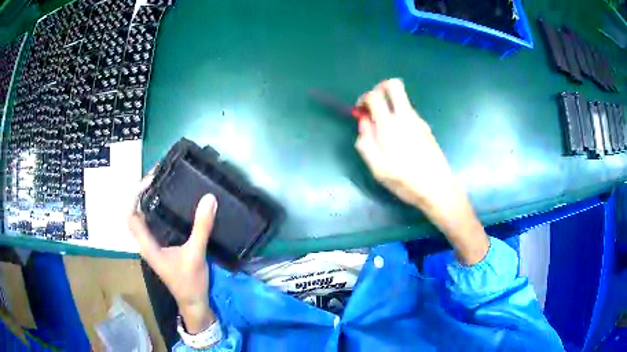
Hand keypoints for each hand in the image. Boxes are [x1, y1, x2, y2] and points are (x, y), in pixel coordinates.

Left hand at [127, 168, 216, 332]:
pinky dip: (156, 209)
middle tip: (158, 176)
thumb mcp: (196, 254)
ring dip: (148, 199)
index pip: (130, 214)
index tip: (150, 179)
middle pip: (134, 212)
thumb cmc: (189, 282)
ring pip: (142, 217)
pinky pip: (152, 222)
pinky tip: (169, 203)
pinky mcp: (159, 246)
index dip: (135, 194)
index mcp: (147, 245)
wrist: (193, 302)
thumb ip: (201, 227)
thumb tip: (209, 198)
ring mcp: (151, 244)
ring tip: (162, 184)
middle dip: (141, 192)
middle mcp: (145, 242)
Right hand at [355, 78, 454, 209]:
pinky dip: (400, 118)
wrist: (438, 188)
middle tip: (374, 105)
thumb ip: (365, 142)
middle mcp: (406, 116)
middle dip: (380, 88)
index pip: (374, 95)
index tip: (360, 111)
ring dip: (391, 107)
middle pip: (394, 85)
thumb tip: (363, 122)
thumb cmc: (405, 180)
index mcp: (390, 125)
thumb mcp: (377, 167)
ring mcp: (419, 121)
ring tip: (387, 132)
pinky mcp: (426, 128)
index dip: (363, 98)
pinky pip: (409, 114)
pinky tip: (401, 141)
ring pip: (402, 100)